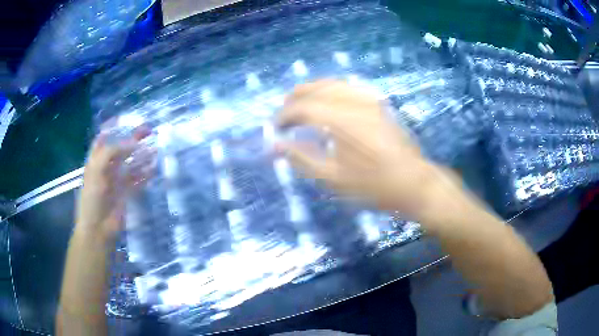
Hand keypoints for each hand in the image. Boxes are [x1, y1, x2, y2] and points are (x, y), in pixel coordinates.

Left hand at [76, 127, 151, 241]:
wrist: (98, 228)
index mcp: (96, 161)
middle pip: (121, 149)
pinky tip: (154, 168)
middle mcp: (107, 168)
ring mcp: (117, 181)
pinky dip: (145, 174)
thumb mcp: (97, 169)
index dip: (112, 128)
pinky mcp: (126, 193)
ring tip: (156, 148)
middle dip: (133, 139)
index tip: (125, 119)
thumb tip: (134, 143)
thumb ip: (113, 152)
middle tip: (148, 130)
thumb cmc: (92, 197)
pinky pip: (137, 180)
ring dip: (142, 156)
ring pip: (131, 164)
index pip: (103, 139)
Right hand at [276, 80, 447, 218]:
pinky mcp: (377, 103)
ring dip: (312, 90)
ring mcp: (368, 100)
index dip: (285, 116)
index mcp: (340, 120)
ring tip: (300, 102)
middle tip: (283, 112)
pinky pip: (349, 86)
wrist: (413, 182)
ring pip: (332, 83)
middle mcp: (353, 102)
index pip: (303, 108)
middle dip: (295, 98)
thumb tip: (275, 146)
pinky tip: (328, 99)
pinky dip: (332, 89)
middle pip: (316, 89)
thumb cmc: (373, 185)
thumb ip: (302, 158)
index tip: (276, 128)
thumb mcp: (333, 178)